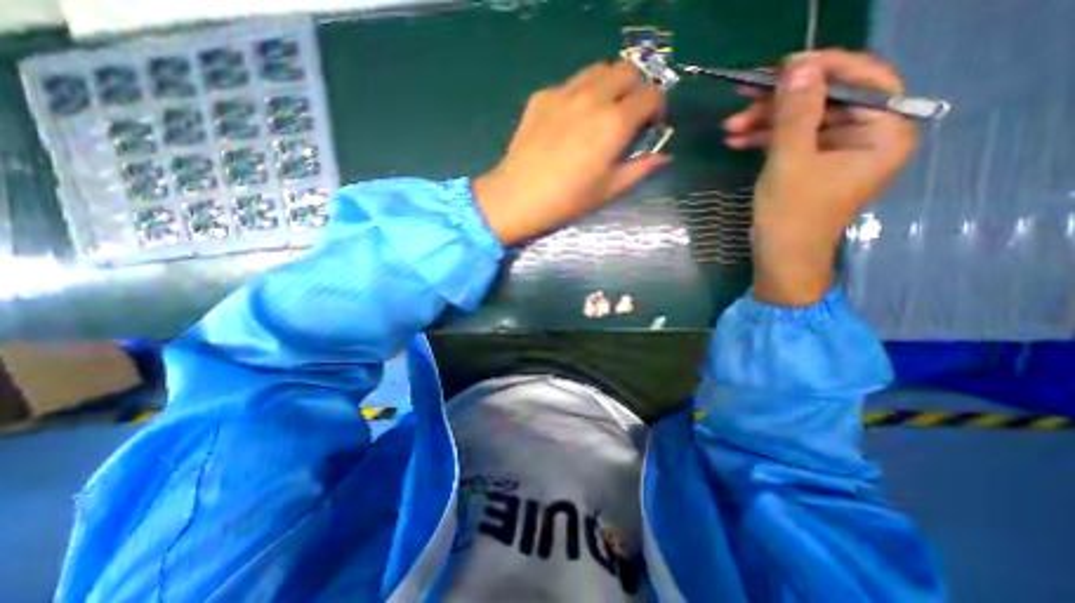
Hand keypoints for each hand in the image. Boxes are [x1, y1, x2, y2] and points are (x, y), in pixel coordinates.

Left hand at [474, 62, 668, 244]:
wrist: (517, 197)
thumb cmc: (566, 200)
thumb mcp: (607, 190)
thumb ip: (638, 170)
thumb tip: (663, 158)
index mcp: (614, 122)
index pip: (651, 94)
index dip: (657, 107)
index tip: (650, 125)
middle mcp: (592, 98)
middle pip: (627, 70)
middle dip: (635, 89)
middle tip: (626, 116)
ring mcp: (563, 93)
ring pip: (597, 70)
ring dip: (608, 85)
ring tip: (599, 114)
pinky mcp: (541, 97)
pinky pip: (569, 84)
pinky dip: (579, 94)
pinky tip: (569, 121)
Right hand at [721, 49, 914, 305]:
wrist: (781, 258)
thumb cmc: (791, 215)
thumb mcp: (790, 162)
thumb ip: (796, 113)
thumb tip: (799, 66)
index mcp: (884, 133)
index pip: (863, 81)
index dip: (823, 68)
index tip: (781, 66)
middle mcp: (868, 137)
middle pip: (826, 101)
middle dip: (780, 102)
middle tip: (743, 99)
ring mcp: (838, 152)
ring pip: (803, 121)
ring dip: (765, 122)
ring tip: (729, 128)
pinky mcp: (814, 165)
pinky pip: (793, 141)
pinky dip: (765, 140)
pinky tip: (737, 141)